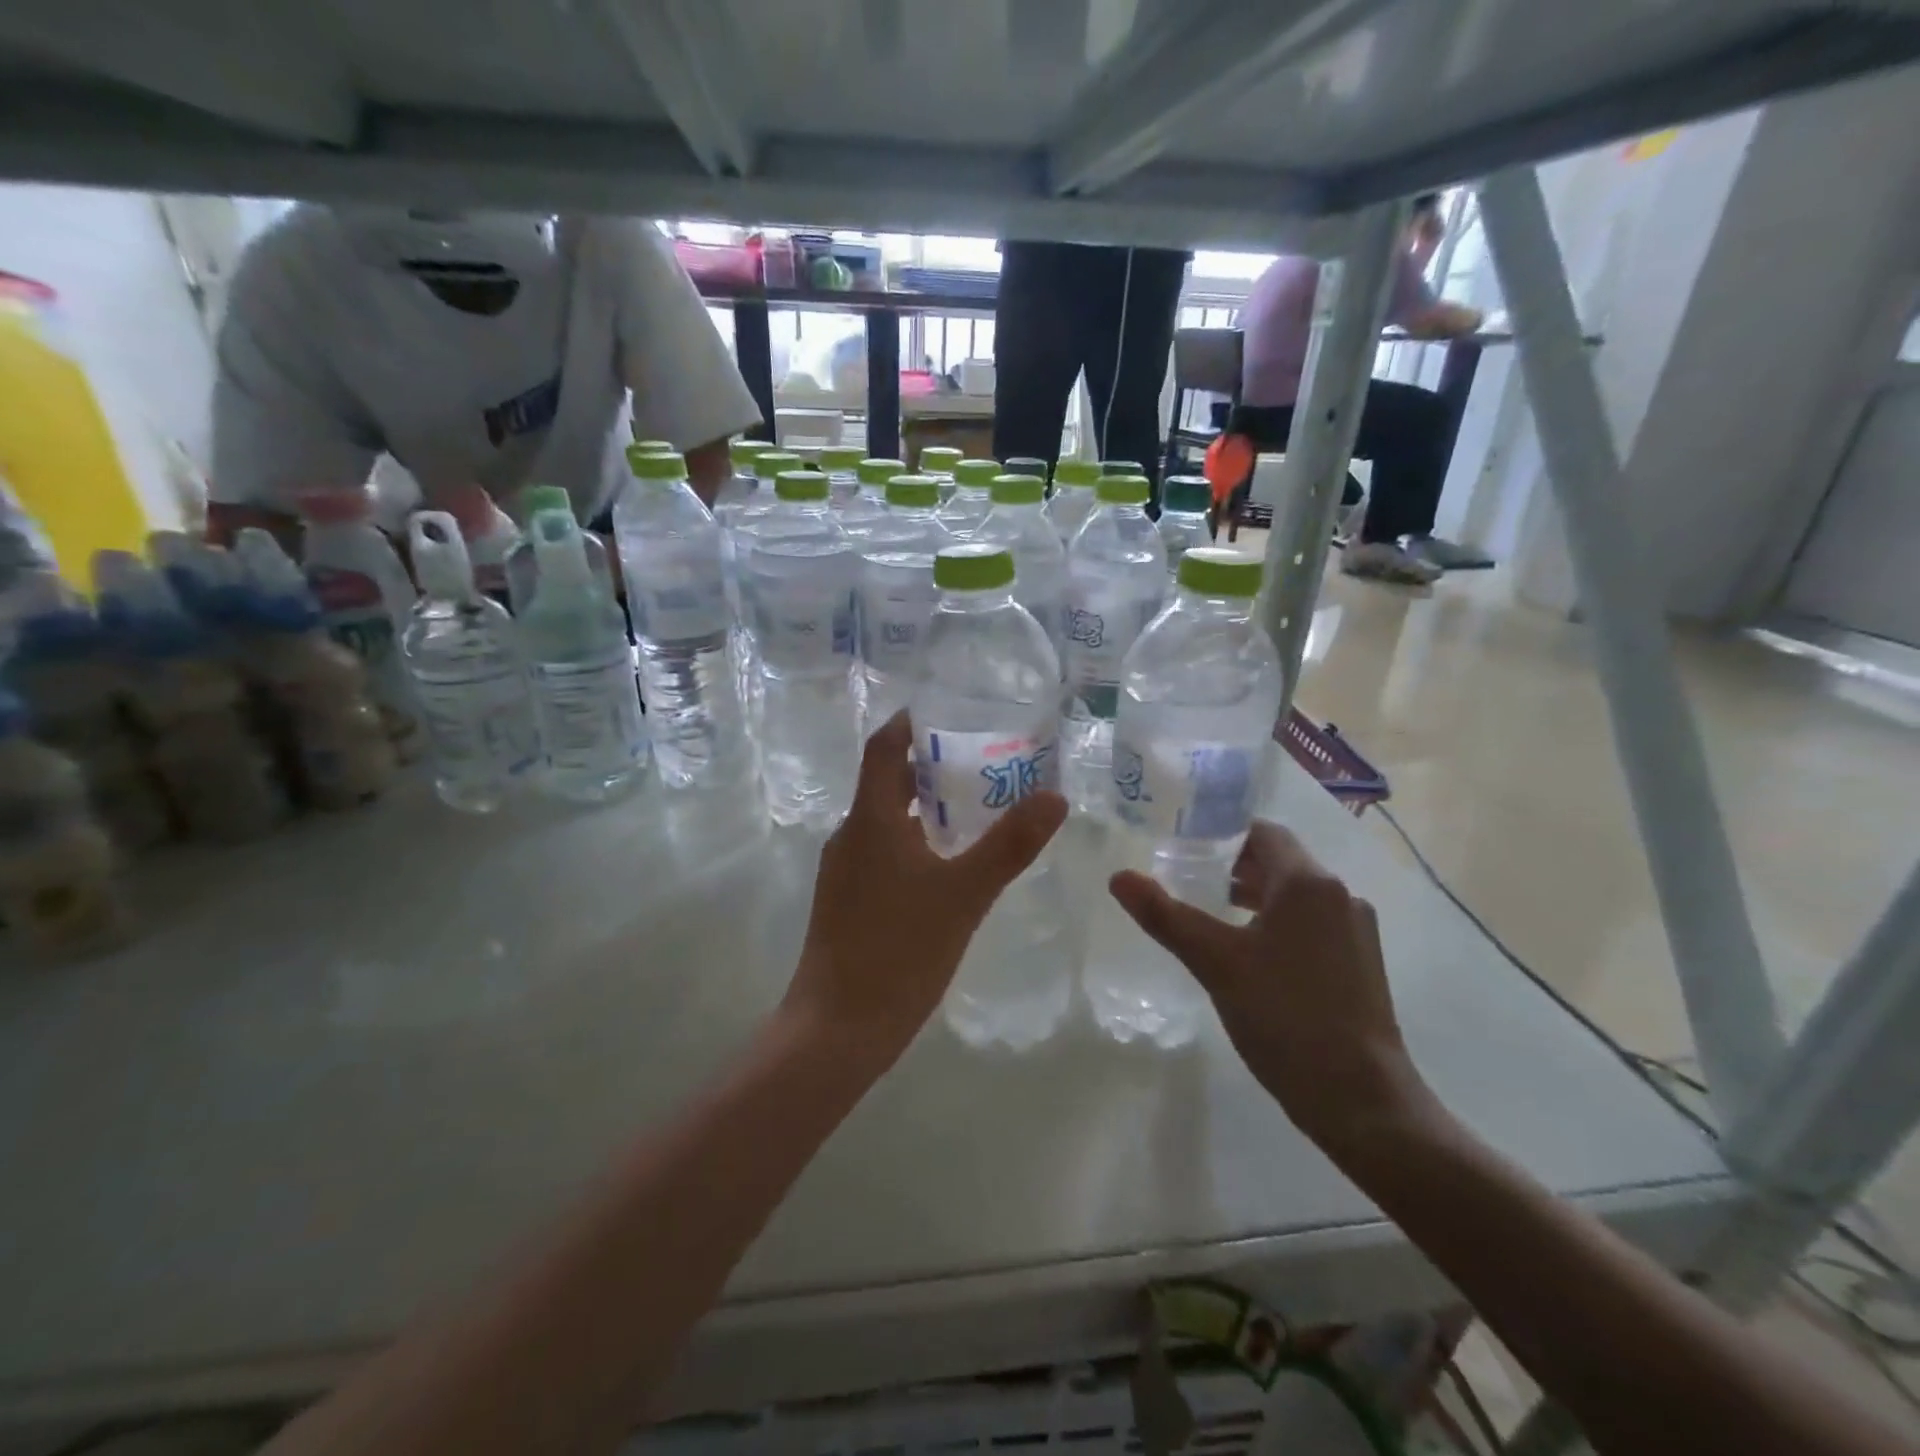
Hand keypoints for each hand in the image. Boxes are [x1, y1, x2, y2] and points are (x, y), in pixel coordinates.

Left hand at [783, 712, 1066, 1064]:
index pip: (883, 747)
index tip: (949, 709)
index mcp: (870, 819)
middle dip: (930, 764)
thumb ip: (1009, 845)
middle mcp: (851, 835)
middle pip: (887, 781)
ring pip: (886, 819)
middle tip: (981, 758)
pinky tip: (949, 863)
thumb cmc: (899, 952)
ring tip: (975, 806)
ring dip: (924, 805)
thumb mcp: (964, 895)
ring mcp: (844, 870)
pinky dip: (915, 840)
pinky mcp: (847, 899)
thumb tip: (1054, 796)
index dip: (911, 721)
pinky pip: (883, 850)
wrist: (837, 1029)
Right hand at [1108, 821, 1431, 1155]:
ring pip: (1296, 895)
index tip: (1183, 847)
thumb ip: (1165, 915)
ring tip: (1211, 914)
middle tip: (1186, 878)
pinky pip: (1311, 923)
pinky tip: (1250, 954)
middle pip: (1280, 862)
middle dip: (1233, 866)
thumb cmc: (1284, 1016)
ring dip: (1254, 896)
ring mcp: (1355, 931)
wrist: (1361, 1099)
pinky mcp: (1360, 963)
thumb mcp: (1215, 962)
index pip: (1262, 833)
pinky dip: (1277, 923)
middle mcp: (1339, 896)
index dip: (1221, 835)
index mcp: (1308, 883)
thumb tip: (1118, 877)